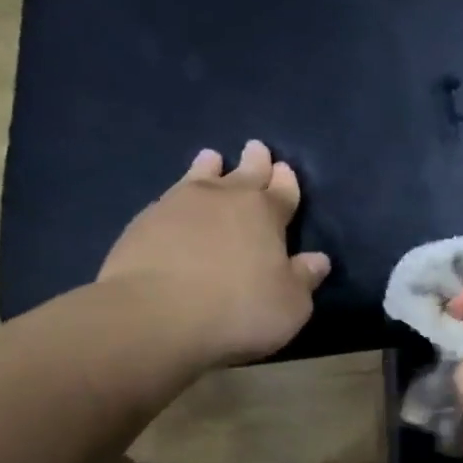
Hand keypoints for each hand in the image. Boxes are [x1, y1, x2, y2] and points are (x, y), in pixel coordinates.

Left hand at [98, 141, 330, 367]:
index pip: (282, 192)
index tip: (286, 170)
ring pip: (201, 177)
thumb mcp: (290, 304)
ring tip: (211, 158)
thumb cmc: (239, 309)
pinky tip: (177, 200)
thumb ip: (304, 278)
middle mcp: (223, 199)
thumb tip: (318, 259)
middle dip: (255, 163)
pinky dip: (179, 194)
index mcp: (265, 214)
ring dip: (210, 167)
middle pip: (244, 174)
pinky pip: (170, 198)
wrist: (155, 314)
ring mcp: (179, 205)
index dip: (286, 182)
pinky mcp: (144, 222)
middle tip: (256, 148)